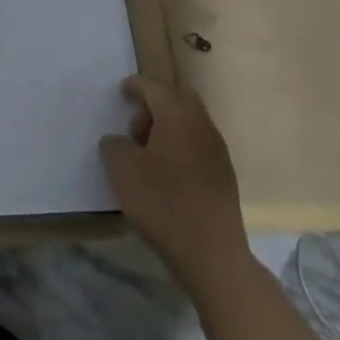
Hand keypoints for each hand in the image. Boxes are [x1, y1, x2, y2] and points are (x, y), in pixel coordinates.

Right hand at [100, 74, 248, 279]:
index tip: (122, 91)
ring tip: (147, 156)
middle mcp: (202, 127)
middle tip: (135, 129)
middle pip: (179, 100)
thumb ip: (114, 146)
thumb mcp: (123, 171)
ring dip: (168, 128)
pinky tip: (166, 174)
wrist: (212, 254)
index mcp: (178, 118)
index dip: (136, 85)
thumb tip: (118, 141)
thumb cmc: (163, 204)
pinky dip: (180, 147)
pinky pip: (198, 145)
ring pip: (190, 123)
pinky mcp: (224, 176)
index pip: (155, 88)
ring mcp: (218, 152)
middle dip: (155, 105)